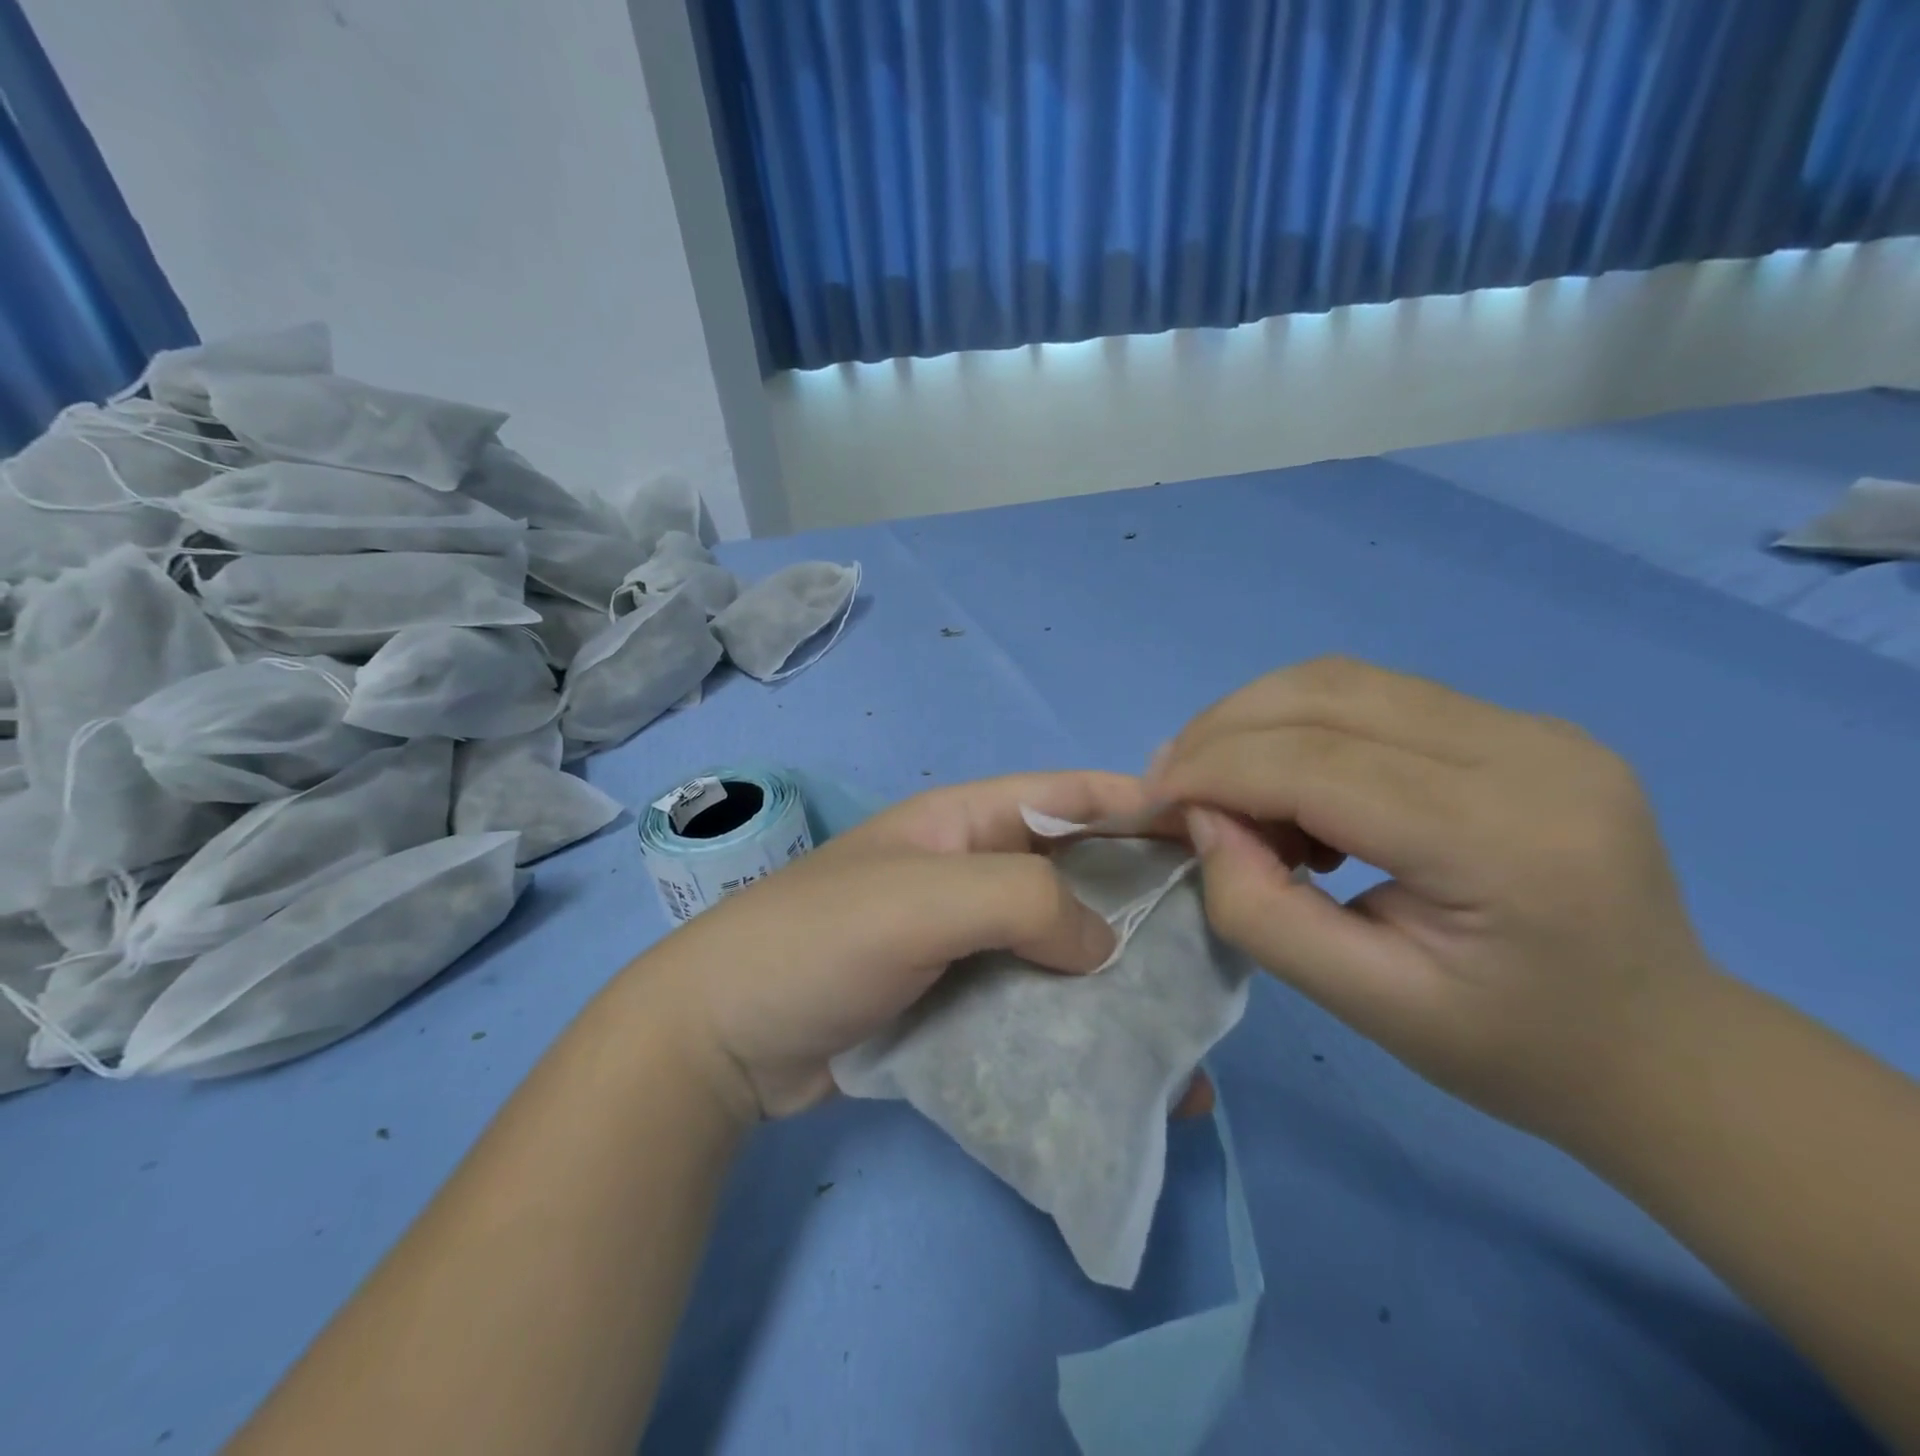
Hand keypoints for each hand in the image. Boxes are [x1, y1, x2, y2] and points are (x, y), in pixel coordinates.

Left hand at [640, 772, 1216, 1124]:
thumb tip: (1104, 947)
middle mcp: (971, 874)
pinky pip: (1034, 1004)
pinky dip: (1077, 1029)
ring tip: (1189, 1026)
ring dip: (1118, 981)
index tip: (1214, 832)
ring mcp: (964, 942)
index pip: (1067, 796)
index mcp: (964, 823)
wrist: (723, 1040)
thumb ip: (1022, 901)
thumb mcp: (922, 899)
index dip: (1139, 805)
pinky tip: (1125, 1071)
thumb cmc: (819, 942)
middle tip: (1216, 945)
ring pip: (1061, 946)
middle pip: (1076, 874)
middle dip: (1143, 902)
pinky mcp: (956, 1003)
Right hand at [1147, 657, 1714, 1138]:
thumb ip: (1263, 911)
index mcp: (1502, 837)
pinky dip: (1303, 724)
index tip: (1148, 799)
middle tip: (1170, 781)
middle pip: (1327, 694)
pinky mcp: (1522, 724)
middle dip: (1223, 730)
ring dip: (1257, 718)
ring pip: (1345, 680)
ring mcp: (1534, 726)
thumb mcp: (1367, 1004)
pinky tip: (1292, 780)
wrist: (1663, 1047)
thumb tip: (1203, 821)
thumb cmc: (1512, 1048)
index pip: (1317, 763)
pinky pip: (1378, 696)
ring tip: (1220, 781)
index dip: (1214, 770)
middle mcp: (1528, 751)